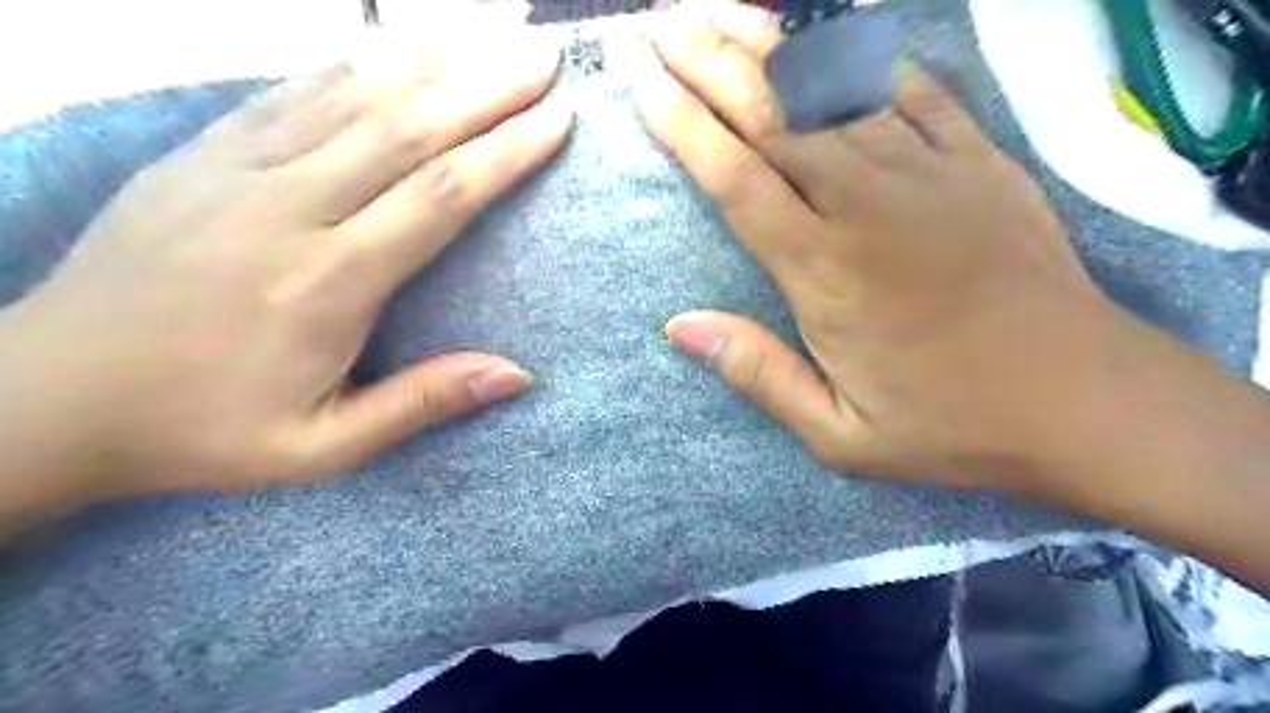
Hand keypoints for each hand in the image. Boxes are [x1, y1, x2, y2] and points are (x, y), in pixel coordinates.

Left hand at [0, 32, 573, 505]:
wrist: (49, 397)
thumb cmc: (204, 430)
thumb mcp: (325, 446)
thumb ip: (424, 402)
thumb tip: (519, 374)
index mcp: (328, 282)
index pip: (440, 196)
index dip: (505, 152)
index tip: (556, 119)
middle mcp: (288, 208)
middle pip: (408, 128)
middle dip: (487, 88)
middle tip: (545, 59)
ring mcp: (236, 169)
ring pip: (354, 96)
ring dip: (433, 62)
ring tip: (491, 40)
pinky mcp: (201, 152)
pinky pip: (293, 92)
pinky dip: (355, 65)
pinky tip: (397, 51)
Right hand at [640, 9, 1134, 503]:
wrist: (1083, 401)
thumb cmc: (950, 426)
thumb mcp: (838, 433)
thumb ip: (758, 373)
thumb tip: (677, 327)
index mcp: (825, 271)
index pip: (737, 180)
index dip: (686, 129)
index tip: (646, 89)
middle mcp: (867, 205)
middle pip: (776, 117)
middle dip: (713, 65)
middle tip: (666, 30)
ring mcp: (929, 174)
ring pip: (835, 91)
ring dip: (774, 47)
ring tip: (726, 16)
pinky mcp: (980, 162)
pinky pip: (914, 91)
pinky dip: (865, 58)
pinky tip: (831, 36)